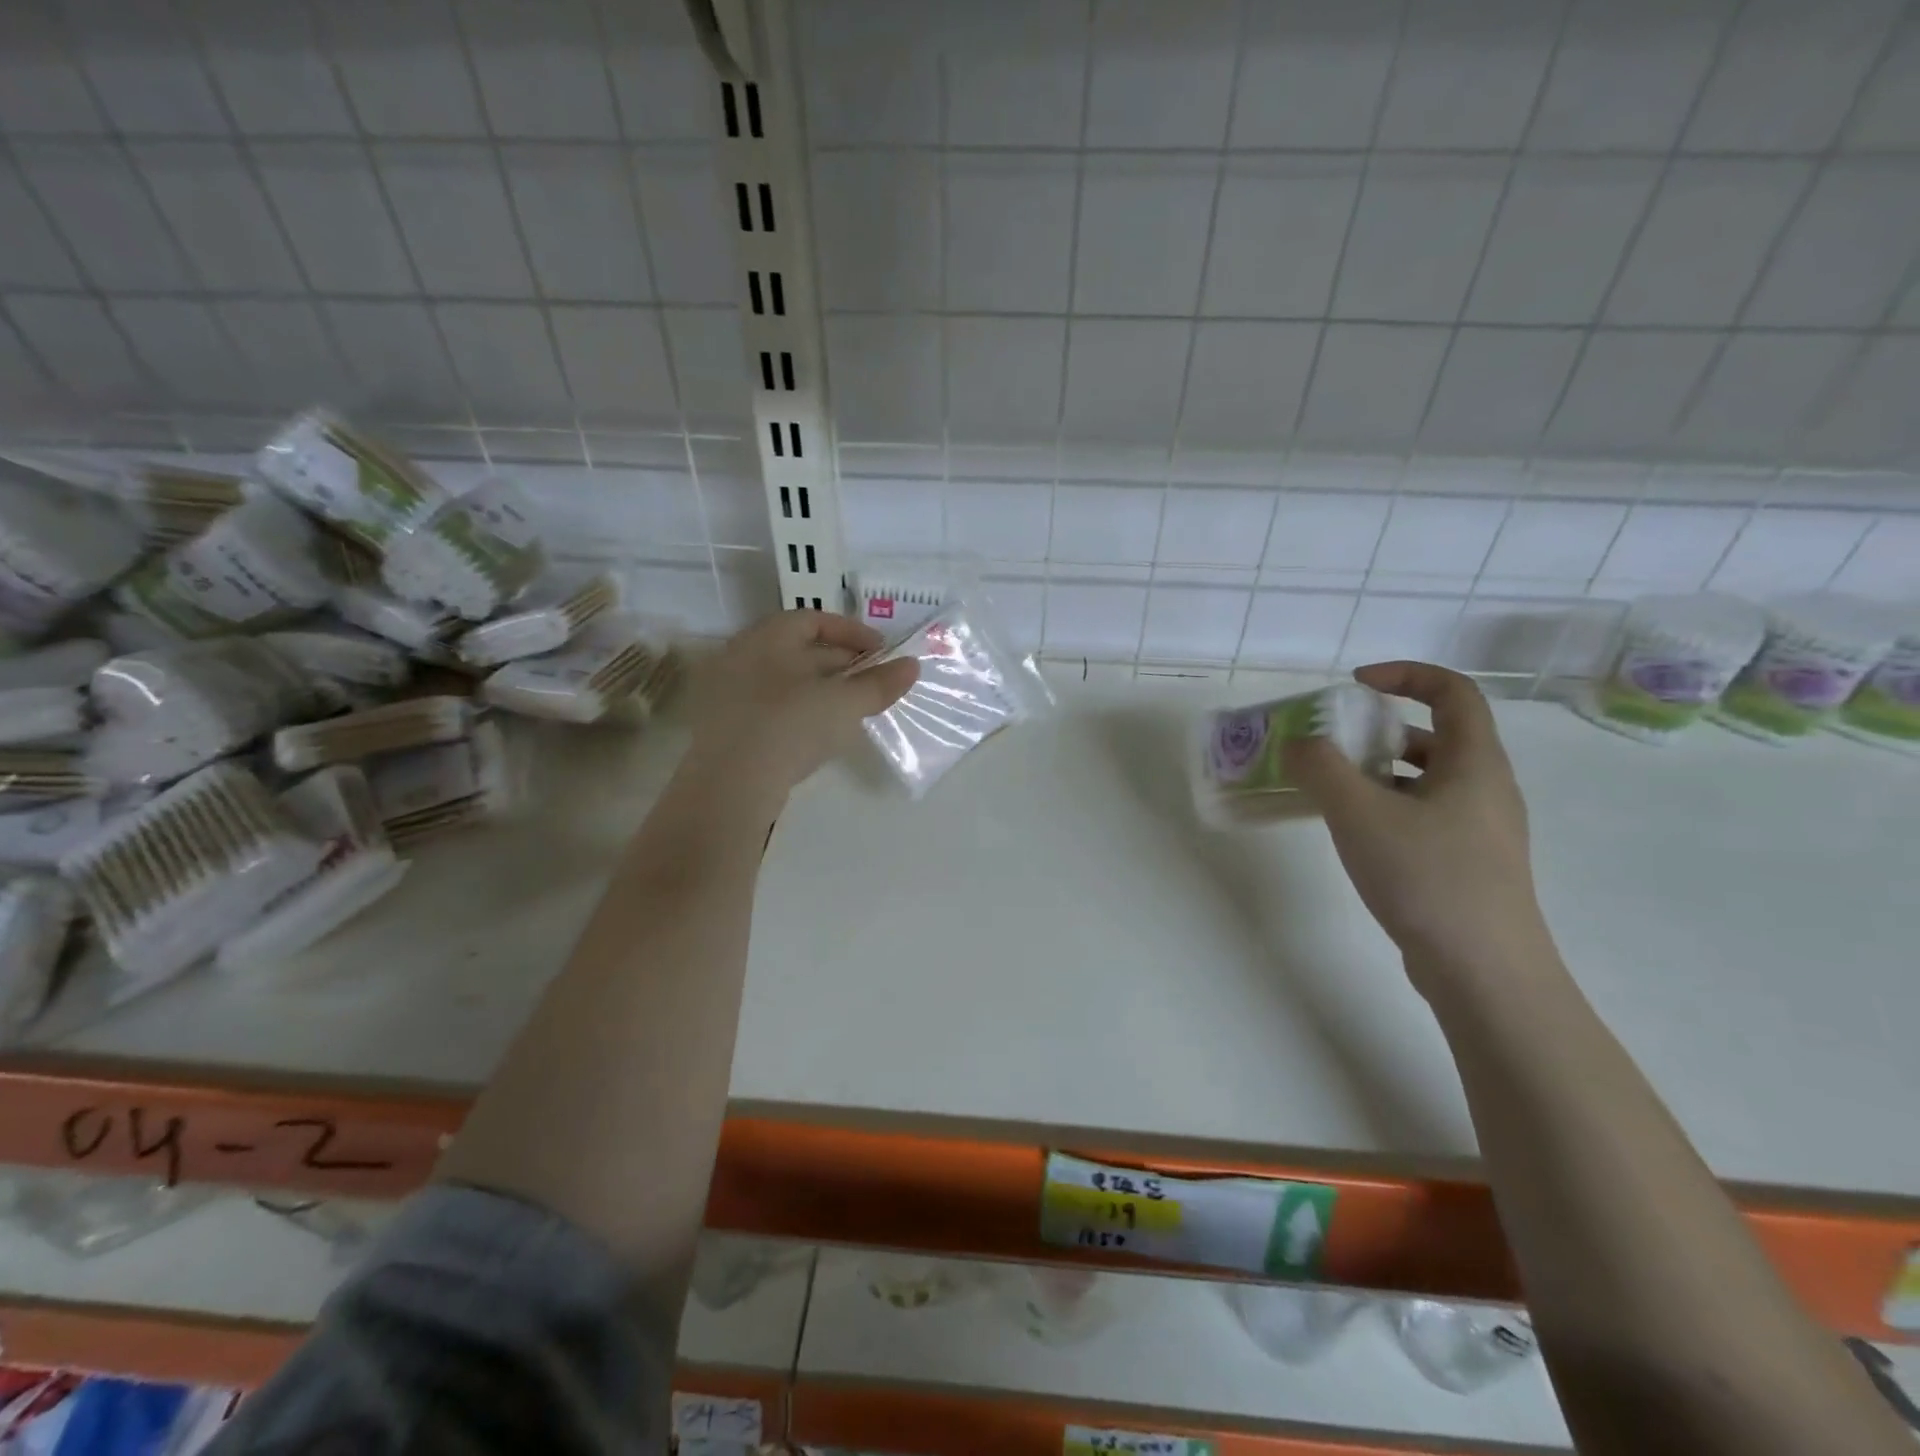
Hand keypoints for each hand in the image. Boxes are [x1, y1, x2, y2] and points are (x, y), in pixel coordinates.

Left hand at [682, 609, 917, 800]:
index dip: (852, 632)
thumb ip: (879, 684)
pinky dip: (801, 712)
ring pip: (786, 682)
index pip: (813, 619)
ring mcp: (729, 694)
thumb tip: (912, 666)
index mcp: (766, 638)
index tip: (882, 653)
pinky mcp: (726, 728)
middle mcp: (742, 657)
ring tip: (853, 709)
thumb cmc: (789, 726)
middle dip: (841, 663)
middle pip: (799, 650)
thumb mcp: (843, 704)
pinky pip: (771, 709)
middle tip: (874, 682)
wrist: (729, 786)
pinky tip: (820, 734)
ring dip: (822, 690)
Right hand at [1285, 661, 1559, 996]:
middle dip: (1378, 730)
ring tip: (1331, 790)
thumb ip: (1321, 768)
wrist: (1484, 971)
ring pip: (1426, 780)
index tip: (1355, 685)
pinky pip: (1423, 815)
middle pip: (1435, 736)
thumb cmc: (1427, 876)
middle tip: (1331, 744)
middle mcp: (1485, 788)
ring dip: (1378, 773)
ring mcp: (1480, 830)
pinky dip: (1386, 808)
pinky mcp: (1467, 864)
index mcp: (1475, 762)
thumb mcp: (1359, 814)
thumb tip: (1299, 743)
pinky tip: (1353, 835)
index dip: (1405, 675)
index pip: (1453, 692)